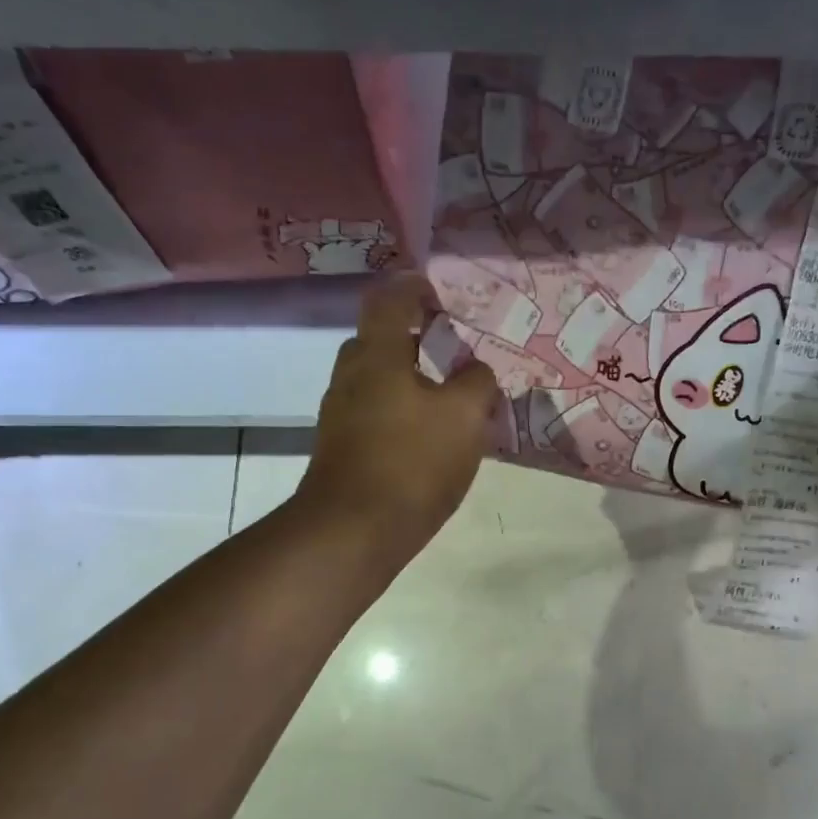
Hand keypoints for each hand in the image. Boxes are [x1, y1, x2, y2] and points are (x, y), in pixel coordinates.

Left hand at [296, 276, 498, 564]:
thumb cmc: (412, 461)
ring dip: (408, 377)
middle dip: (412, 337)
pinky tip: (428, 435)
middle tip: (450, 347)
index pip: (390, 300)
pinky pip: (375, 413)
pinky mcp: (342, 448)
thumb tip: (476, 371)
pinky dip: (400, 410)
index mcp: (377, 355)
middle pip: (378, 340)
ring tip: (448, 395)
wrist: (354, 530)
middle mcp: (350, 377)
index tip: (439, 291)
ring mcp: (340, 415)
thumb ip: (477, 383)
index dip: (415, 288)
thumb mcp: (465, 417)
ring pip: (376, 380)